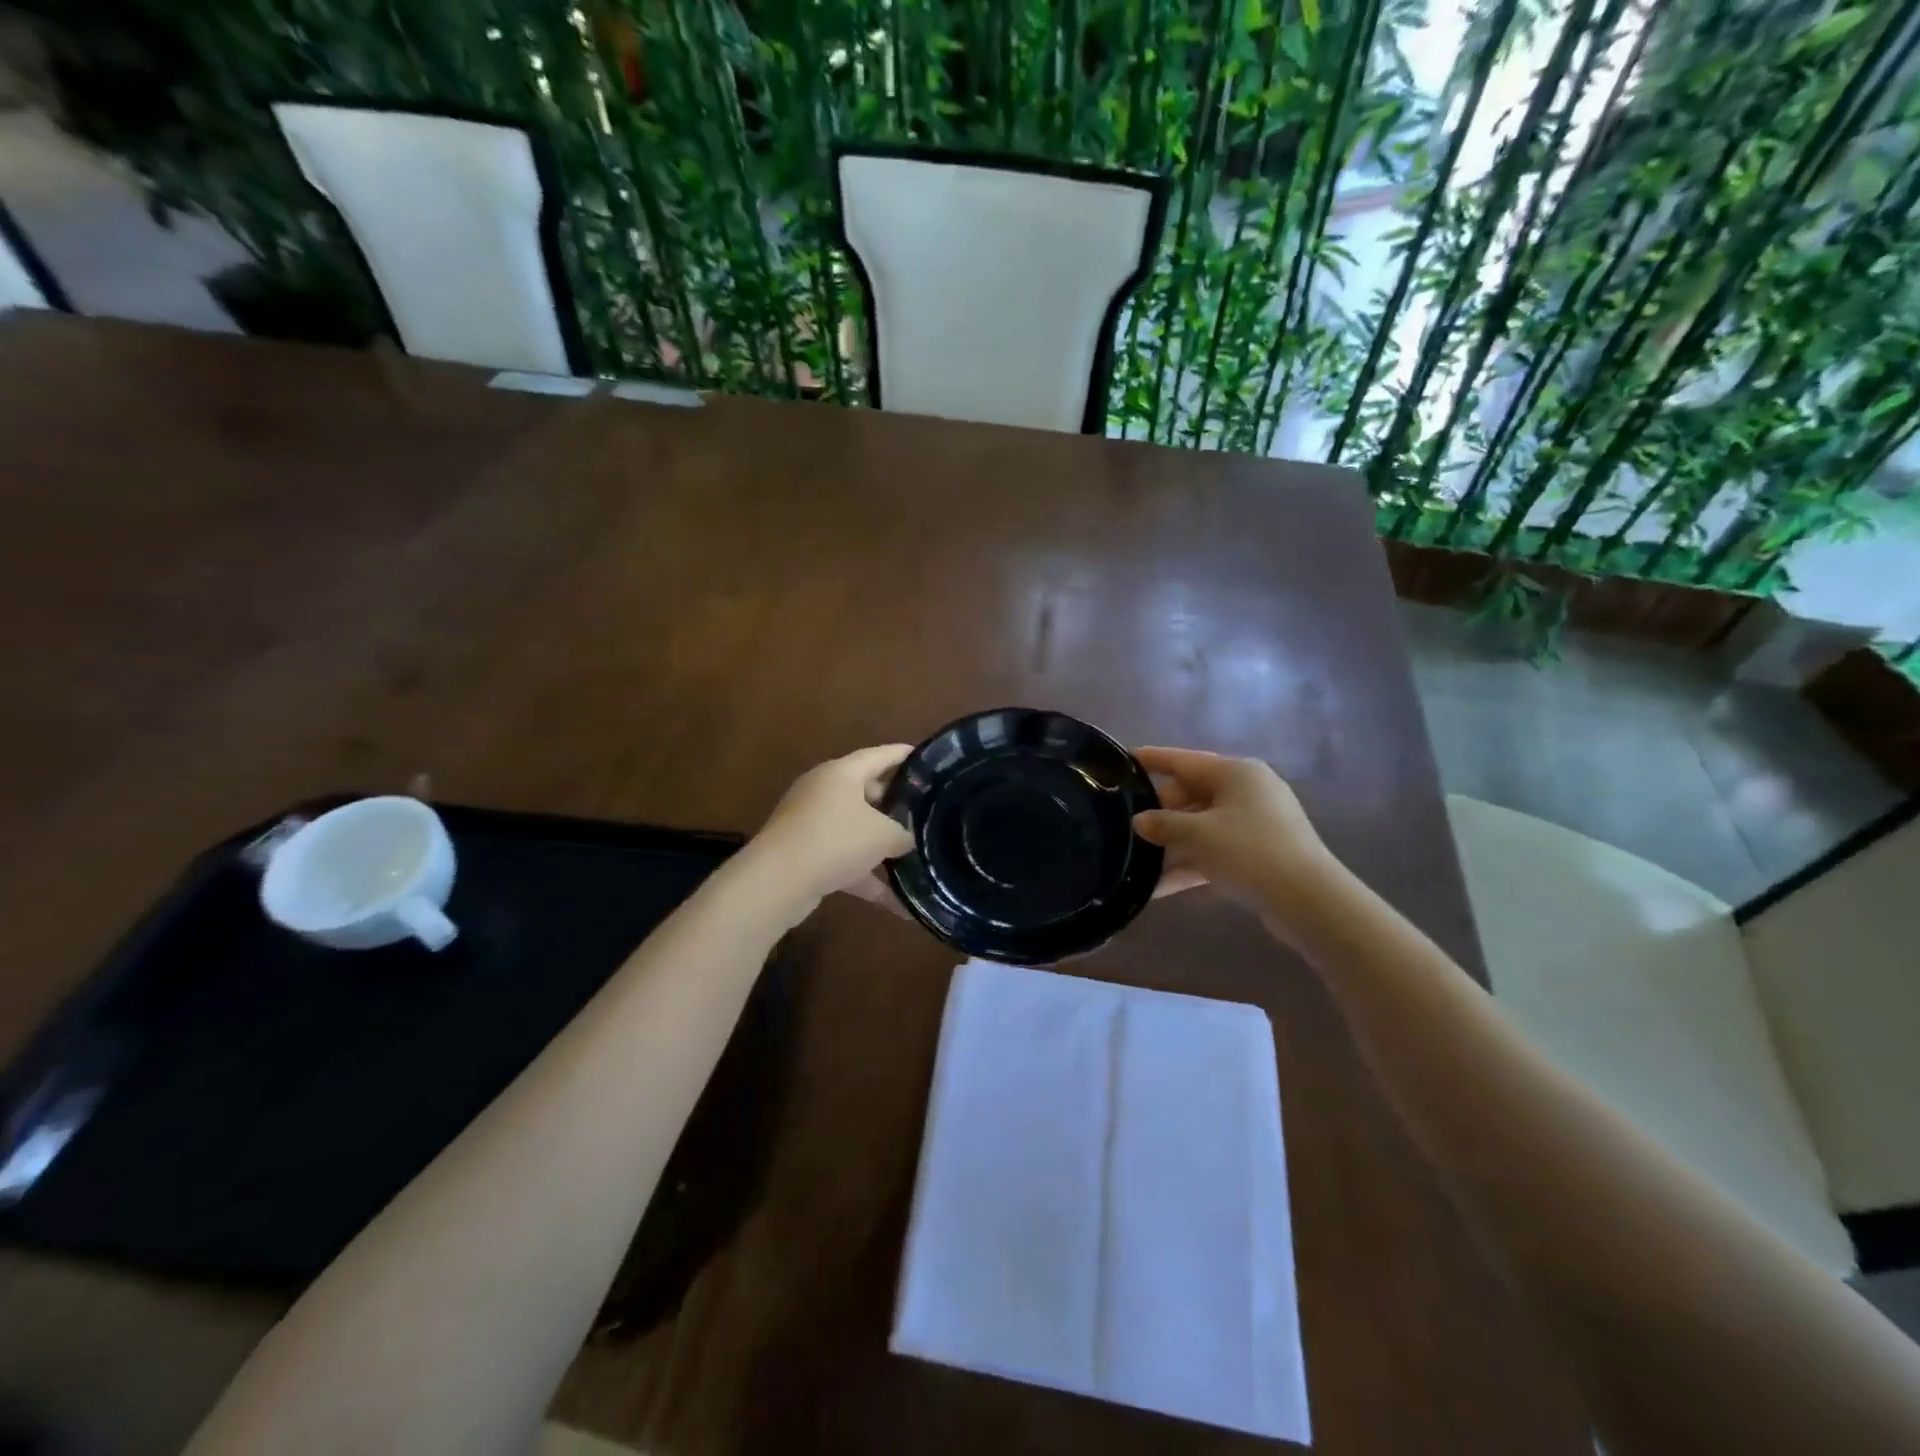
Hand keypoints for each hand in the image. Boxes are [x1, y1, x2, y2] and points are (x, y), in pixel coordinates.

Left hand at [746, 744, 914, 910]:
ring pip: (853, 827)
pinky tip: (894, 902)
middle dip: (893, 805)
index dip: (902, 754)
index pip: (878, 755)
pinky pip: (841, 857)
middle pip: (865, 791)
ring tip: (910, 856)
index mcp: (842, 773)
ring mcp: (809, 821)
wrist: (778, 880)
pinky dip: (864, 875)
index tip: (923, 756)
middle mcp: (823, 790)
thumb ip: (902, 834)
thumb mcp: (883, 835)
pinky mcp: (802, 851)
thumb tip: (906, 839)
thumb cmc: (836, 840)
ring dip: (878, 844)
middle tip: (921, 813)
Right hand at [1132, 746, 1343, 942]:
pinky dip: (1191, 865)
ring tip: (1135, 858)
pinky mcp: (1260, 854)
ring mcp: (1256, 824)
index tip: (1124, 757)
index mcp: (1236, 773)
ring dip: (1172, 845)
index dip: (1153, 759)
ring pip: (1202, 827)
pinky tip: (1158, 888)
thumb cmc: (1249, 851)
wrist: (1308, 900)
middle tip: (1125, 821)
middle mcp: (1248, 791)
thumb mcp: (1197, 835)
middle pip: (1193, 794)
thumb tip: (1140, 821)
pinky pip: (1215, 852)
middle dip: (1160, 811)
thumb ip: (1163, 824)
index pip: (1184, 760)